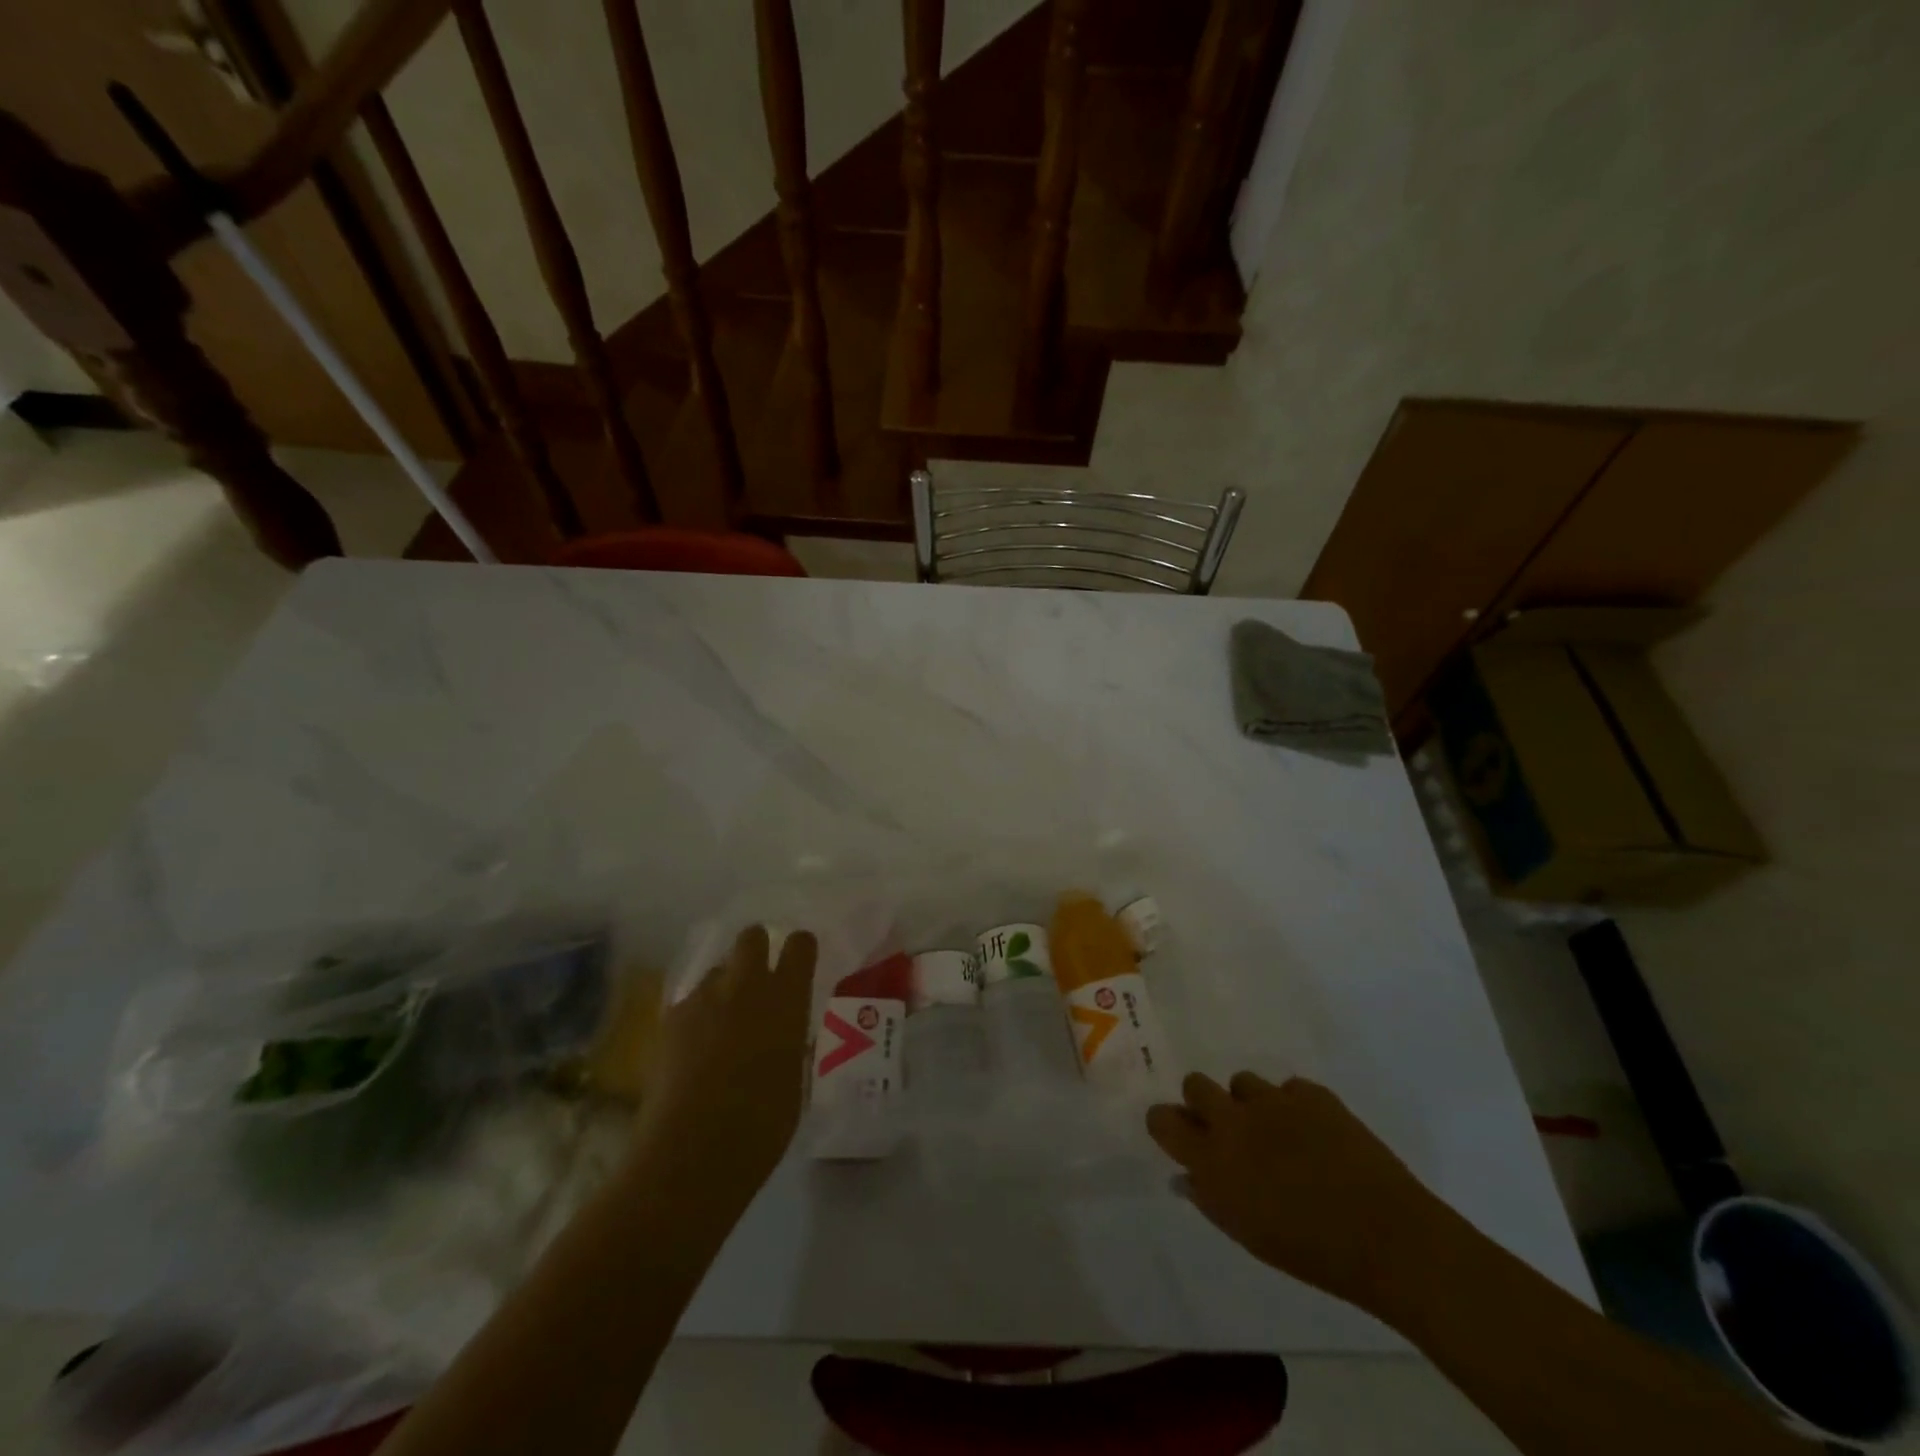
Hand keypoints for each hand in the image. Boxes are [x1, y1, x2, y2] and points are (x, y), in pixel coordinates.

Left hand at [631, 926, 817, 1213]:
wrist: (692, 1152)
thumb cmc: (761, 1125)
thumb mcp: (795, 1078)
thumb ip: (791, 1042)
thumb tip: (785, 1034)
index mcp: (787, 999)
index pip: (800, 945)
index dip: (800, 949)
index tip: (799, 963)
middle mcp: (746, 986)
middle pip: (752, 937)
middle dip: (756, 950)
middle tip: (757, 983)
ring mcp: (704, 999)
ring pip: (717, 972)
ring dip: (724, 989)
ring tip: (721, 1027)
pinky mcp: (670, 1019)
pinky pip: (690, 1003)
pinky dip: (696, 1018)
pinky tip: (694, 1053)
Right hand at [1146, 1072, 1444, 1317]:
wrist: (1388, 1238)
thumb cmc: (1311, 1252)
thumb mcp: (1247, 1235)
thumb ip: (1210, 1198)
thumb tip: (1187, 1175)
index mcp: (1213, 1159)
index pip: (1162, 1119)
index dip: (1167, 1123)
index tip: (1180, 1136)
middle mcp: (1235, 1120)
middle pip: (1195, 1084)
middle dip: (1205, 1103)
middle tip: (1229, 1131)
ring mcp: (1274, 1101)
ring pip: (1243, 1082)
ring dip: (1250, 1104)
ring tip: (1278, 1133)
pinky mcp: (1312, 1093)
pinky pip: (1288, 1089)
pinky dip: (1294, 1107)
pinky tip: (1315, 1136)